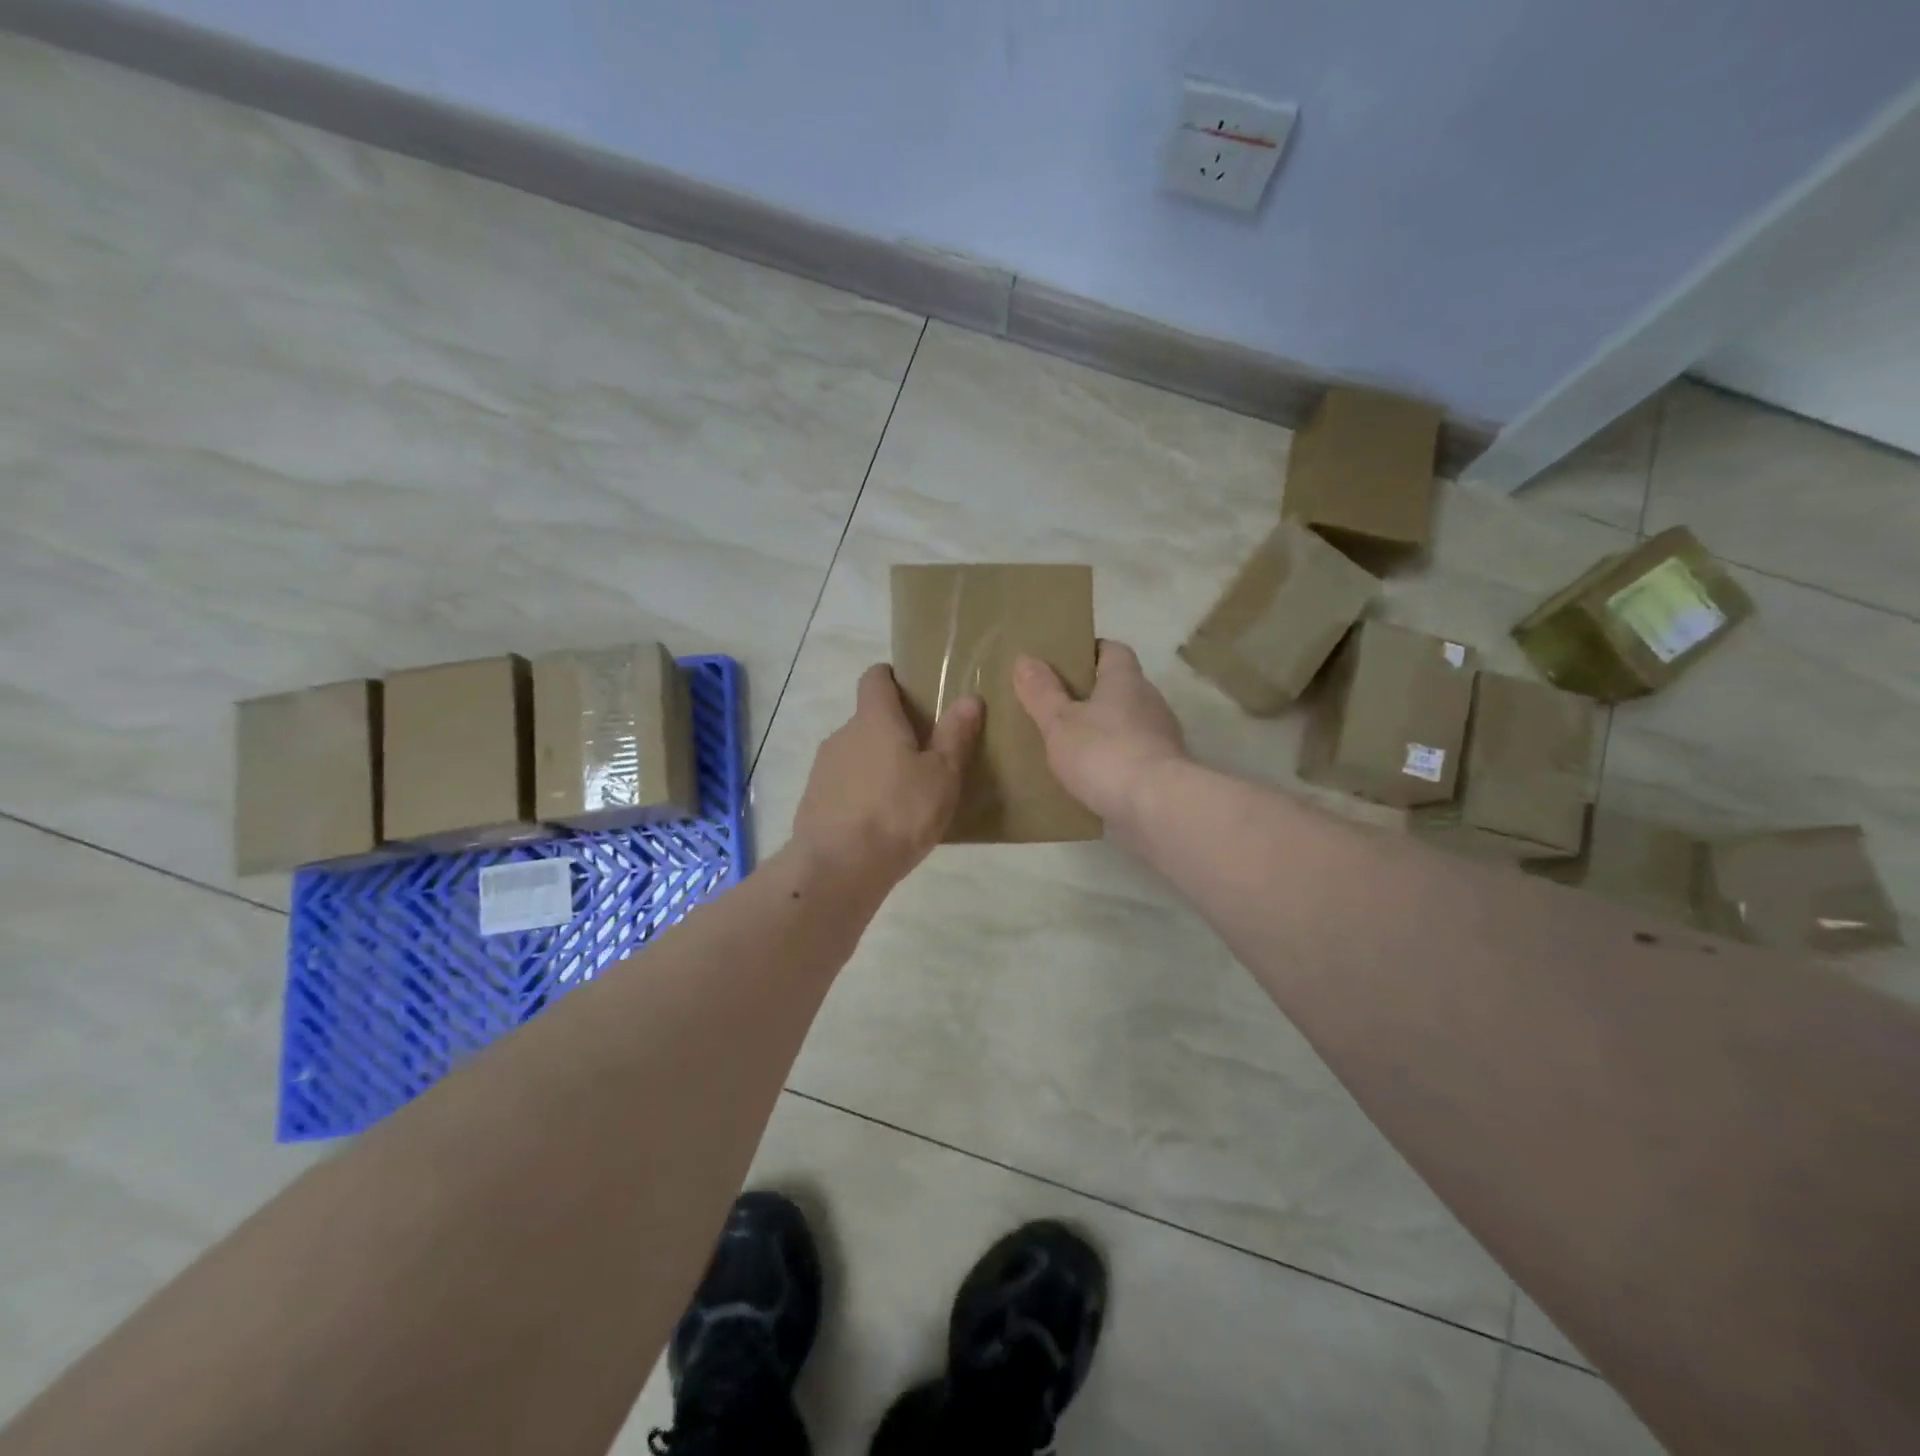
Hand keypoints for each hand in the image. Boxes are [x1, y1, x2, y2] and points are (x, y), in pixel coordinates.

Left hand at [792, 664, 982, 885]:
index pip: (875, 678)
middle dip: (893, 731)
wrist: (838, 868)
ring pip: (855, 754)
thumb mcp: (942, 776)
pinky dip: (860, 792)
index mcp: (874, 719)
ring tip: (904, 795)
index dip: (892, 677)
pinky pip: (843, 784)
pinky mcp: (813, 800)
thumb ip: (955, 736)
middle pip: (868, 719)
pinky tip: (879, 822)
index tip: (912, 691)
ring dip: (876, 764)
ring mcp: (823, 768)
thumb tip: (969, 698)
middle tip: (924, 755)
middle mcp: (843, 734)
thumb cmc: (899, 813)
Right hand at [1013, 641, 1187, 827]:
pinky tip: (1090, 776)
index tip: (1062, 662)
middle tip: (1056, 706)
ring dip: (1104, 730)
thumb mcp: (1060, 722)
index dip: (1088, 651)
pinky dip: (1114, 760)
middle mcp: (1150, 702)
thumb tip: (1025, 658)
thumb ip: (1042, 692)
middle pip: (1120, 687)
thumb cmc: (1104, 753)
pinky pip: (1133, 756)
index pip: (1112, 650)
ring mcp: (1161, 738)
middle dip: (1091, 694)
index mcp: (1126, 680)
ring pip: (1127, 723)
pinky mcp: (1163, 771)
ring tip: (1068, 744)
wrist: (1156, 807)